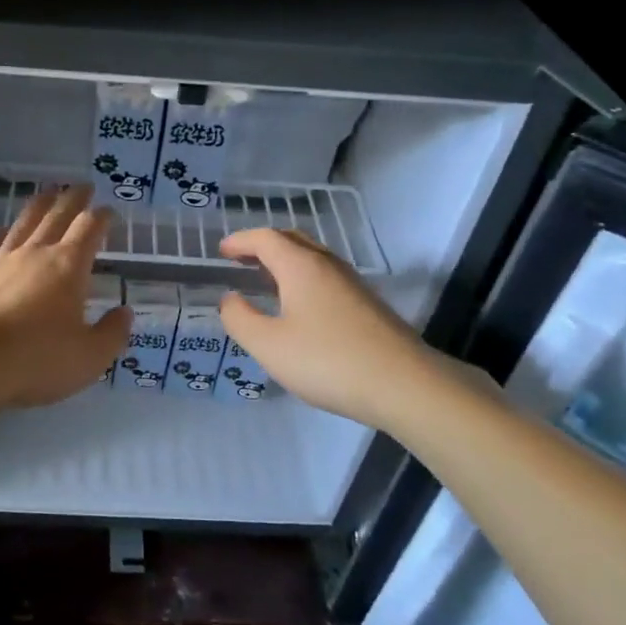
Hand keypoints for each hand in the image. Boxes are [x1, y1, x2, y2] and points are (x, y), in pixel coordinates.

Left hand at [0, 185, 132, 412]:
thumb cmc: (36, 360)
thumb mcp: (90, 357)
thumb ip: (112, 333)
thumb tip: (125, 312)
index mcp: (68, 267)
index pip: (90, 229)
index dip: (102, 217)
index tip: (108, 211)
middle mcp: (34, 253)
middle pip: (56, 216)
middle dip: (72, 199)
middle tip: (81, 186)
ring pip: (22, 223)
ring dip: (38, 205)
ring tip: (46, 192)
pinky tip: (0, 230)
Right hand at [217, 228, 474, 430]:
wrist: (404, 385)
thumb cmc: (327, 361)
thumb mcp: (269, 346)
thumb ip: (240, 319)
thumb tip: (230, 299)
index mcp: (301, 267)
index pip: (265, 239)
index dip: (240, 241)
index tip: (221, 251)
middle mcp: (328, 266)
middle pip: (292, 240)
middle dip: (263, 245)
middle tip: (241, 260)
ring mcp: (353, 284)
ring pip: (313, 259)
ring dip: (286, 261)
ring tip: (266, 281)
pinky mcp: (368, 306)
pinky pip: (327, 278)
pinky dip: (304, 279)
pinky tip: (300, 307)